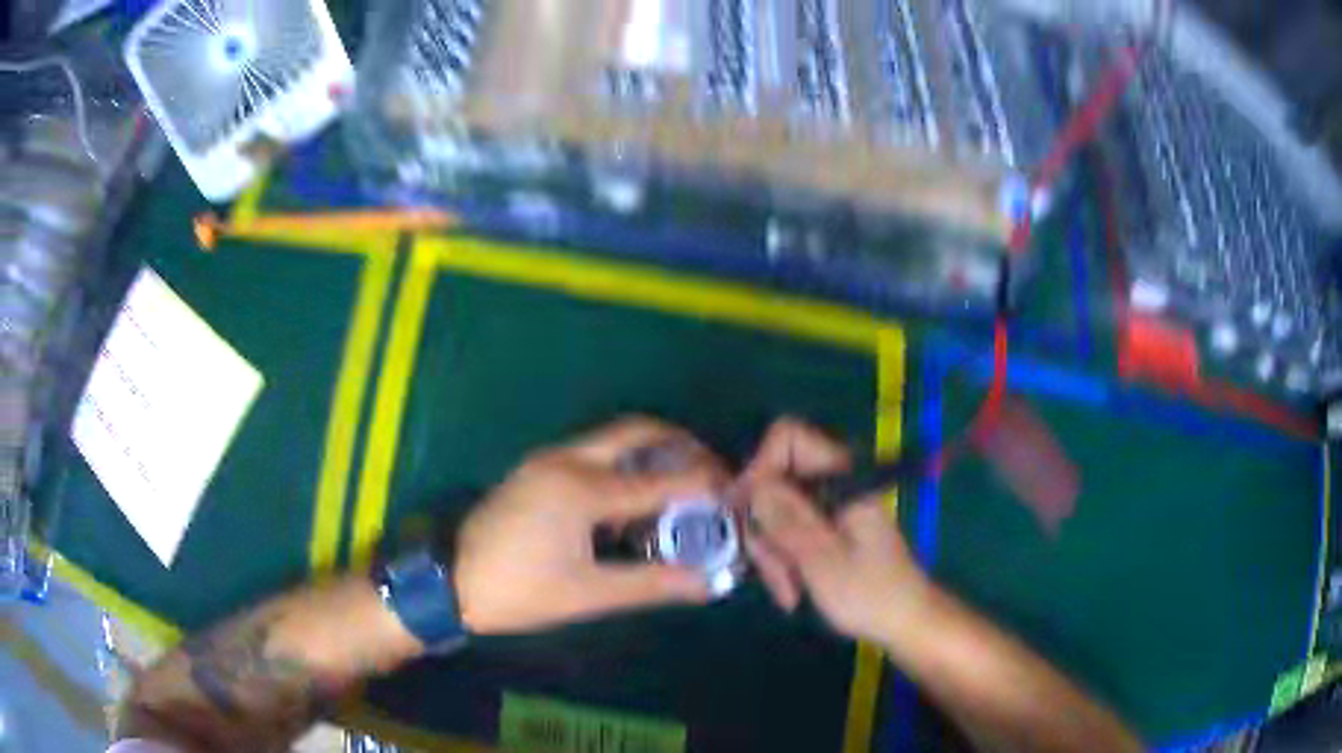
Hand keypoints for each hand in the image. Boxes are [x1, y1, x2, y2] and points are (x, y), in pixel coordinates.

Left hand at [454, 417, 727, 634]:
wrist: (449, 582)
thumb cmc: (518, 591)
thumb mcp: (588, 594)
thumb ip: (652, 584)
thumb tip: (708, 583)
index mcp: (581, 488)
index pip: (660, 478)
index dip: (704, 486)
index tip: (734, 496)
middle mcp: (567, 460)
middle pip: (637, 432)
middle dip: (680, 448)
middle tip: (710, 476)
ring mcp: (548, 461)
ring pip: (614, 441)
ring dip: (651, 457)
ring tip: (680, 493)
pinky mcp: (538, 471)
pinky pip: (593, 456)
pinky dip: (624, 469)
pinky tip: (633, 505)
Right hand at [740, 418, 927, 642]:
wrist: (904, 620)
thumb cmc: (869, 592)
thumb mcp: (822, 559)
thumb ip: (787, 519)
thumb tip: (751, 485)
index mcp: (841, 479)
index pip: (788, 437)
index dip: (761, 466)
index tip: (746, 511)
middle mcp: (832, 484)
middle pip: (775, 481)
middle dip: (764, 526)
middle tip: (770, 570)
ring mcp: (828, 507)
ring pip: (776, 512)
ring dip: (773, 552)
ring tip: (788, 593)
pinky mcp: (825, 529)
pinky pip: (789, 533)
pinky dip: (784, 560)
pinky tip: (792, 592)